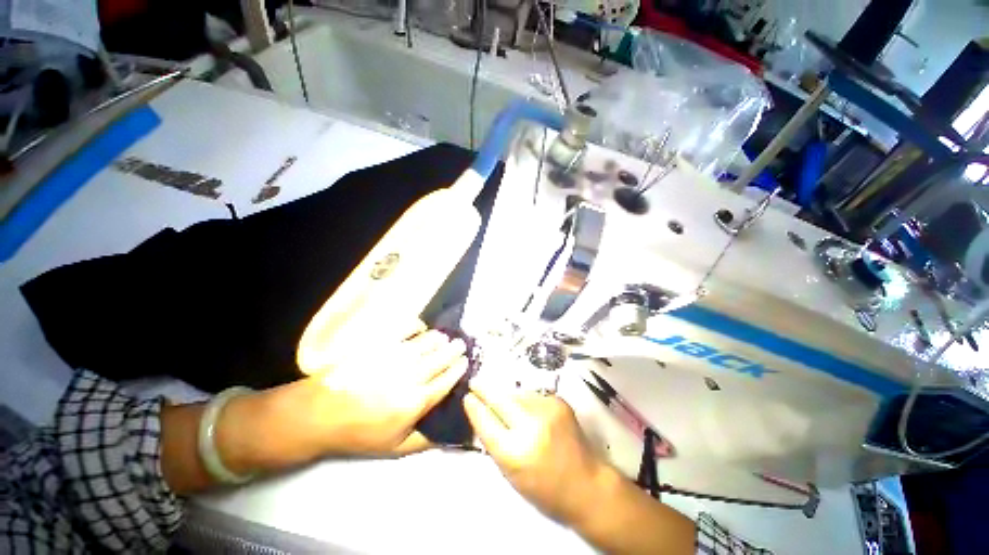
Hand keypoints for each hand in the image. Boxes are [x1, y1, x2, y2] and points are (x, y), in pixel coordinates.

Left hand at [310, 328, 467, 454]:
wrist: (321, 413)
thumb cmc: (361, 432)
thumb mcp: (395, 447)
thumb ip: (426, 440)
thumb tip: (452, 433)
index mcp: (416, 401)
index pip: (447, 380)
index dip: (459, 369)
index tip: (465, 362)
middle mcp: (411, 375)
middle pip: (442, 357)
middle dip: (455, 349)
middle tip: (461, 344)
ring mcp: (396, 356)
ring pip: (429, 341)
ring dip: (441, 338)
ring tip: (444, 337)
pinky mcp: (381, 343)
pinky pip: (407, 328)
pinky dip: (418, 326)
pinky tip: (421, 328)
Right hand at [463, 381, 604, 523]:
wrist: (587, 484)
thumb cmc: (544, 488)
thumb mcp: (511, 474)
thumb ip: (494, 443)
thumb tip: (482, 413)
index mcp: (514, 453)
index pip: (486, 422)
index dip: (474, 407)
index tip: (467, 397)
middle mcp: (530, 426)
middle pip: (499, 399)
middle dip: (484, 389)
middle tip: (474, 382)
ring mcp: (547, 410)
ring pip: (516, 395)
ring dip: (508, 398)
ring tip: (509, 408)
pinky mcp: (558, 402)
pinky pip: (532, 397)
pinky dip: (526, 402)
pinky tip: (530, 413)